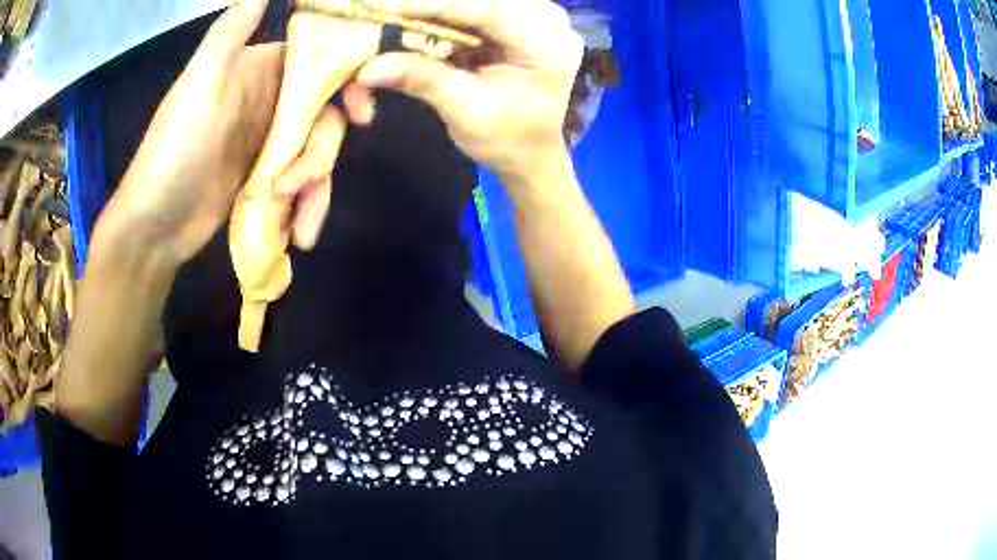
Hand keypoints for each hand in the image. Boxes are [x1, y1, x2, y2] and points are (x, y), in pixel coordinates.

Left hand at [98, 0, 341, 264]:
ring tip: (295, 223)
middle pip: (324, 113)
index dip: (349, 78)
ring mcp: (268, 142)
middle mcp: (269, 100)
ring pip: (316, 153)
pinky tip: (295, 232)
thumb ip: (232, 31)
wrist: (153, 226)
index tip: (361, 111)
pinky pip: (302, 183)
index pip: (319, 60)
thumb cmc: (174, 150)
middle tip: (304, 184)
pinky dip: (305, 206)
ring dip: (313, 189)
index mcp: (258, 70)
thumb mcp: (199, 83)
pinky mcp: (266, 178)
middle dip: (321, 153)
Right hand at [348, 0, 583, 188]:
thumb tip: (367, 68)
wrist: (530, 153)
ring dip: (436, 9)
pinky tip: (418, 19)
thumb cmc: (506, 138)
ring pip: (478, 2)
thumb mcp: (464, 111)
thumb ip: (421, 79)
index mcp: (545, 44)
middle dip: (430, 5)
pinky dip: (445, 14)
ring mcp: (538, 17)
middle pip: (482, 0)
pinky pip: (478, 8)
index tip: (382, 6)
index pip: (485, 8)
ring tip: (396, 15)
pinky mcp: (521, 19)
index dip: (430, 4)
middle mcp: (549, 21)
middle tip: (383, 11)